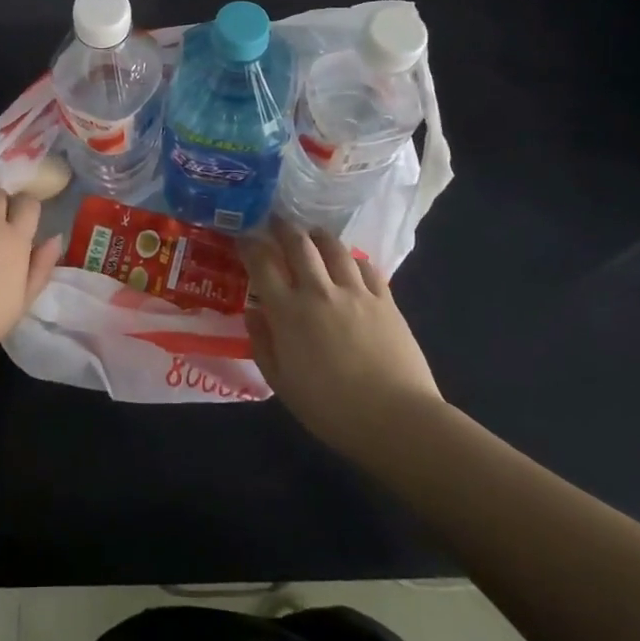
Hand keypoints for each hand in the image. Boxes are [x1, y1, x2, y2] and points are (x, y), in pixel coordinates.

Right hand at [242, 219, 441, 454]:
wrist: (397, 420)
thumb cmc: (332, 410)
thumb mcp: (282, 385)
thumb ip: (263, 344)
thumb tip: (253, 312)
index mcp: (289, 312)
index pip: (262, 263)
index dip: (249, 244)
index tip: (243, 237)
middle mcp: (319, 291)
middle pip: (298, 243)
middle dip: (283, 227)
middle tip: (275, 221)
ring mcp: (355, 292)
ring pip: (334, 247)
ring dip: (318, 235)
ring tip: (312, 233)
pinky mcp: (385, 299)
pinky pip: (366, 266)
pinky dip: (353, 259)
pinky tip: (350, 262)